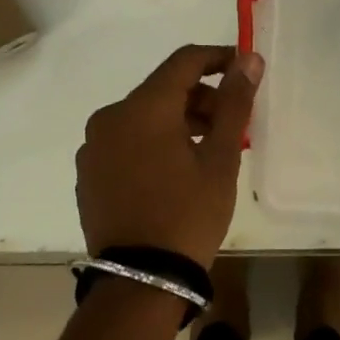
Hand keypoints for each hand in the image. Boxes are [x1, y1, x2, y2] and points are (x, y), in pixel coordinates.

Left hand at [76, 45, 263, 267]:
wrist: (140, 281)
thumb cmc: (188, 214)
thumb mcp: (222, 158)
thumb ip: (235, 103)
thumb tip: (249, 59)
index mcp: (143, 108)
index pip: (184, 61)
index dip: (219, 58)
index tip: (245, 71)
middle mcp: (110, 117)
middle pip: (164, 89)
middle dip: (202, 99)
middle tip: (233, 125)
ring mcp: (94, 147)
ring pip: (145, 116)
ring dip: (180, 121)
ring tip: (209, 151)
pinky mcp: (89, 173)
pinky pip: (127, 140)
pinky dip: (155, 142)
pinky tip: (176, 171)